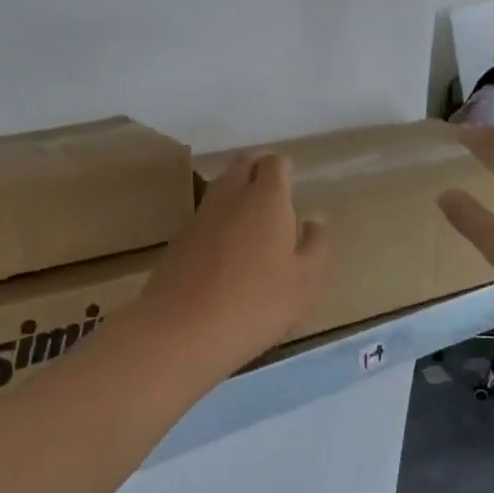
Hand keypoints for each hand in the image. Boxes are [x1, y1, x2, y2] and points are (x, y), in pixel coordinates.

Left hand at [134, 155, 330, 375]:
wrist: (182, 329)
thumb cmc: (257, 303)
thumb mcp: (304, 282)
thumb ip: (315, 247)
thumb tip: (313, 222)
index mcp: (266, 199)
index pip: (274, 164)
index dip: (283, 170)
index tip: (291, 187)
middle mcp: (230, 198)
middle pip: (242, 166)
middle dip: (257, 172)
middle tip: (273, 197)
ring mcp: (199, 218)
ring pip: (220, 189)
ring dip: (236, 195)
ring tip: (253, 224)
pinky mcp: (178, 241)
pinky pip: (204, 218)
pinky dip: (218, 223)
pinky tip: (226, 253)